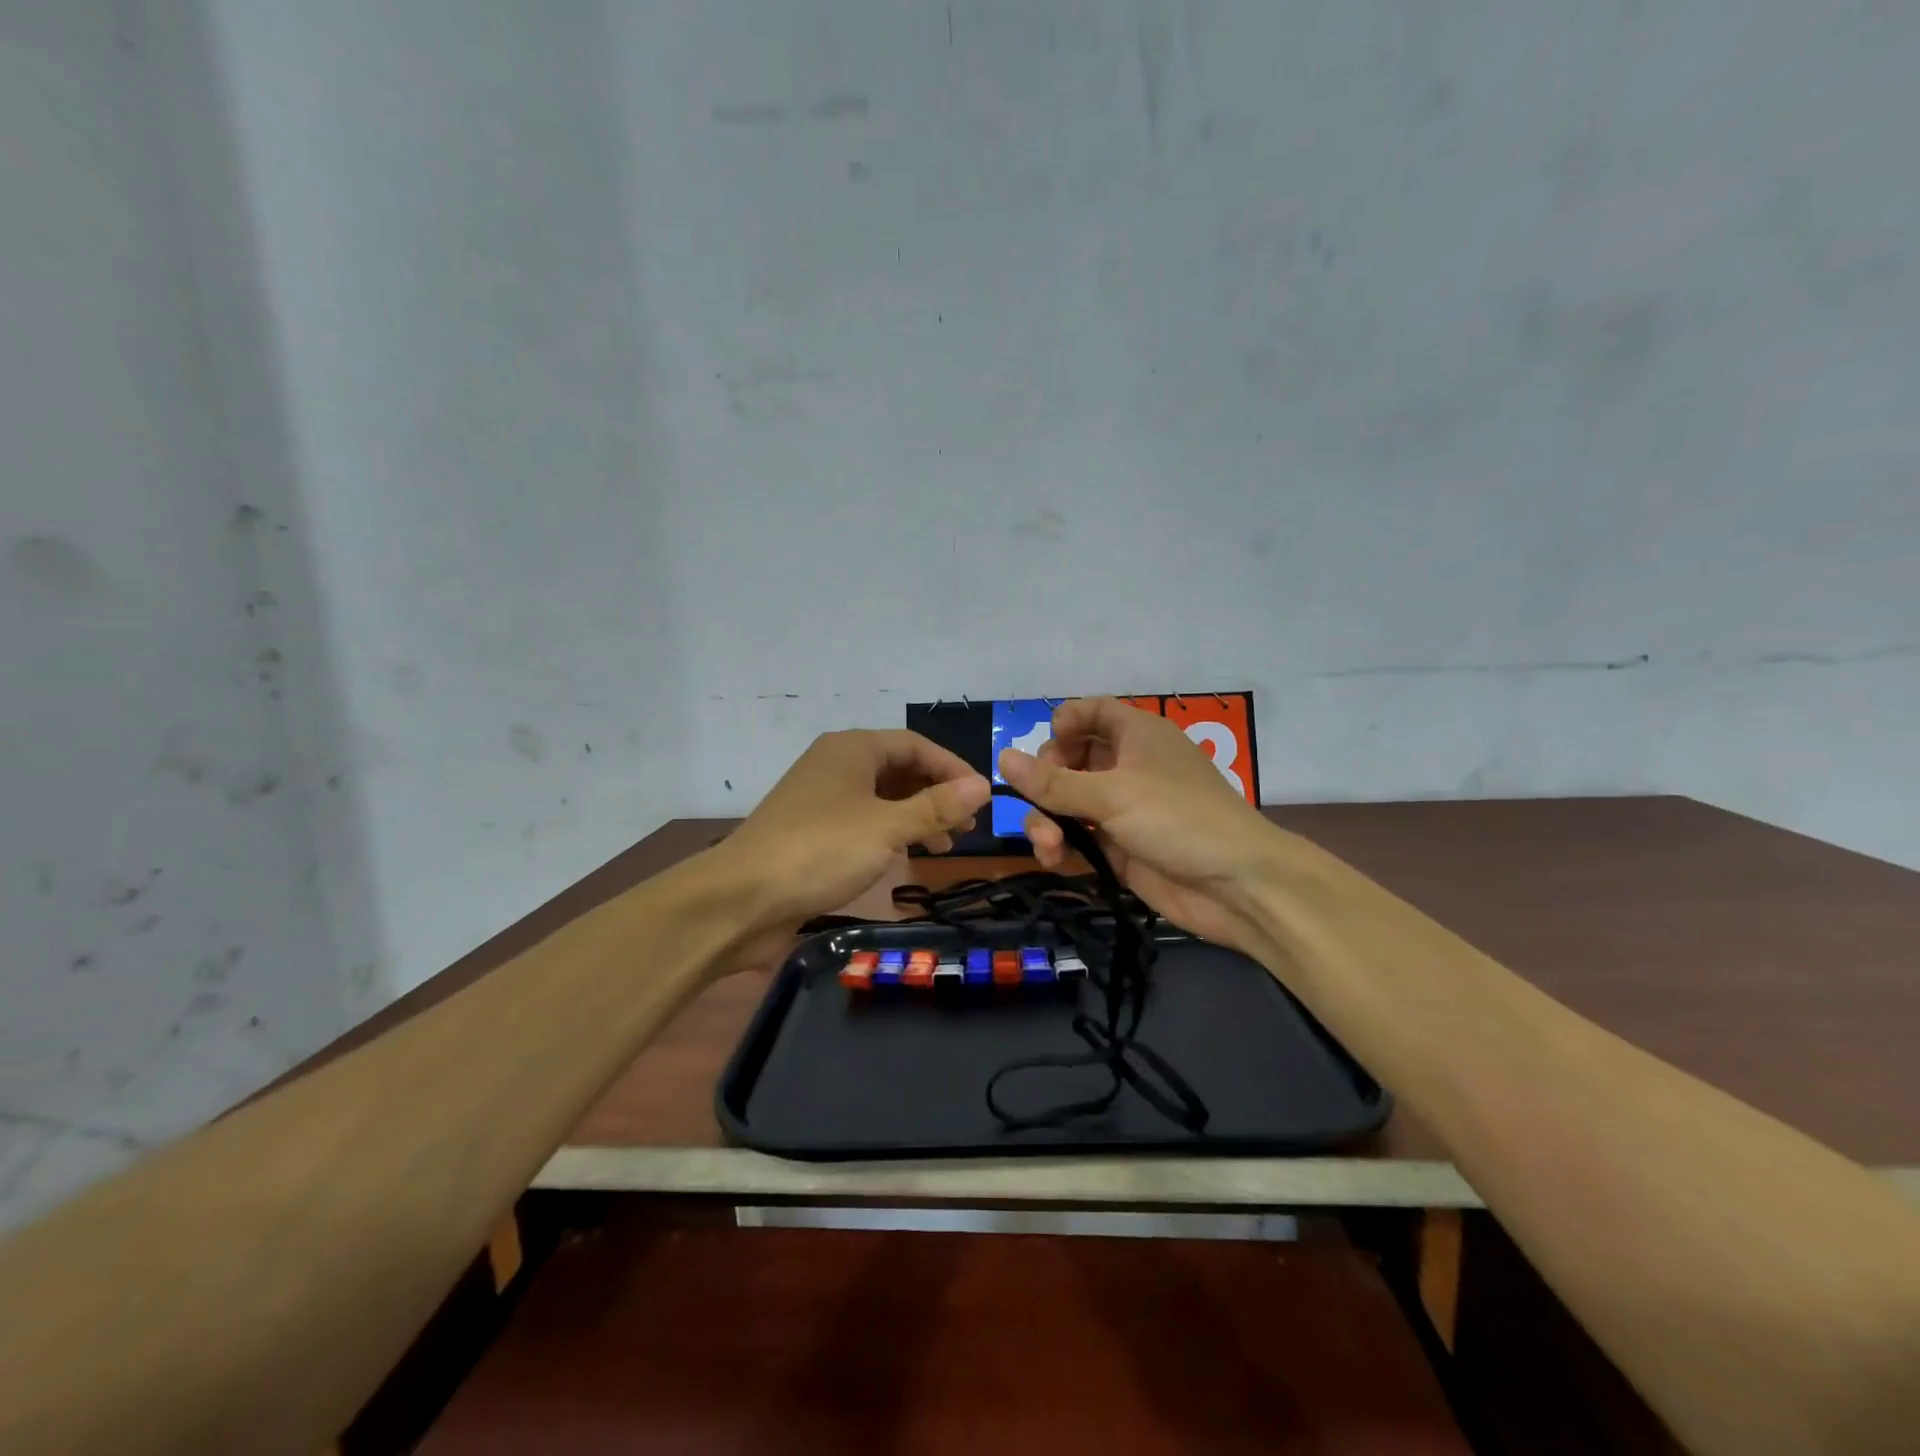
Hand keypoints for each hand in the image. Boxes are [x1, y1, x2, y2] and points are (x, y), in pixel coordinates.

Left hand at [710, 730, 989, 957]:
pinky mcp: (812, 832)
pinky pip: (863, 822)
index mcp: (851, 750)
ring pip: (881, 798)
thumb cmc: (820, 851)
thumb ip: (936, 806)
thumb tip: (983, 785)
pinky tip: (905, 856)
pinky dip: (890, 834)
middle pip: (899, 769)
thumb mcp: (887, 828)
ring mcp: (821, 800)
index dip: (952, 768)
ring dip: (916, 816)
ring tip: (944, 845)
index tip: (981, 798)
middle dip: (936, 794)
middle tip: (967, 826)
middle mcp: (835, 766)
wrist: (741, 899)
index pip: (915, 745)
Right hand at [998, 697, 1295, 953]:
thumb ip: (1054, 782)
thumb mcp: (1113, 794)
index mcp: (1136, 735)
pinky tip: (1054, 859)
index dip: (1064, 722)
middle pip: (1070, 758)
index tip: (1044, 747)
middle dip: (1045, 782)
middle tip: (1040, 803)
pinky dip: (1061, 845)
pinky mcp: (1119, 846)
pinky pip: (1078, 836)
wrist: (1238, 886)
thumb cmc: (1179, 819)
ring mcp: (1123, 808)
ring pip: (1068, 802)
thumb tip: (1002, 758)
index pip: (1092, 712)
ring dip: (1047, 820)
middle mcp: (1128, 766)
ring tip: (1047, 845)